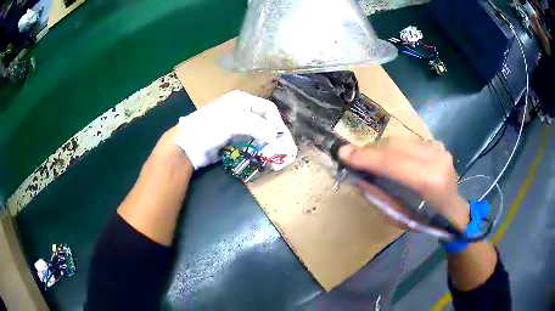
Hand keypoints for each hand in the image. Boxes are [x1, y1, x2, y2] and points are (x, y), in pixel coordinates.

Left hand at [176, 90, 296, 169]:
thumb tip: (276, 137)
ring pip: (259, 132)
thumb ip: (257, 127)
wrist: (188, 144)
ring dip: (268, 142)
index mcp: (243, 101)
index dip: (277, 123)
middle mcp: (242, 110)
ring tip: (274, 154)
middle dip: (274, 134)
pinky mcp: (233, 138)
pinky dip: (258, 148)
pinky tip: (262, 155)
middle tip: (282, 149)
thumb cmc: (210, 127)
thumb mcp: (234, 122)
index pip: (268, 109)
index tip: (282, 139)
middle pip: (265, 120)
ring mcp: (237, 125)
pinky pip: (251, 141)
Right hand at [339, 138, 468, 230]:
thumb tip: (357, 175)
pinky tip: (391, 158)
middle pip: (394, 146)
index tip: (343, 153)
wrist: (452, 209)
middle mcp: (435, 159)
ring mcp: (438, 149)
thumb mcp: (398, 216)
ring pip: (400, 141)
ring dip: (381, 149)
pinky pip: (409, 141)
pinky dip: (395, 148)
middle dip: (370, 151)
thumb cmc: (426, 220)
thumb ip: (378, 194)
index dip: (366, 158)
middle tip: (353, 156)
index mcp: (429, 182)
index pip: (392, 163)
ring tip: (371, 158)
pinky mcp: (438, 144)